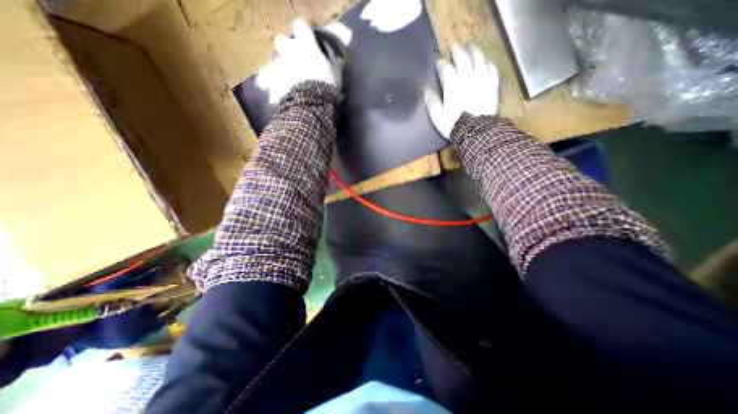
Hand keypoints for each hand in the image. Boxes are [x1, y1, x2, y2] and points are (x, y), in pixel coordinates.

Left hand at [258, 17, 342, 103]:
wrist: (311, 103)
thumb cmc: (325, 84)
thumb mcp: (336, 74)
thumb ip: (336, 64)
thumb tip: (339, 60)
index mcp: (305, 45)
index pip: (301, 26)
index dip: (305, 32)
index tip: (310, 39)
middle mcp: (289, 51)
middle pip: (281, 40)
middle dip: (286, 47)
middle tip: (296, 58)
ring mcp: (280, 67)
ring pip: (275, 61)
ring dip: (282, 67)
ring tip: (290, 78)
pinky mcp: (275, 83)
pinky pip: (274, 81)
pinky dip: (279, 85)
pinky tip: (287, 91)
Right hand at [421, 42, 501, 138]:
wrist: (475, 133)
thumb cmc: (453, 125)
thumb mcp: (437, 116)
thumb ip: (431, 101)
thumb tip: (425, 88)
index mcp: (453, 86)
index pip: (446, 69)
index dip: (441, 64)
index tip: (438, 62)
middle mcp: (468, 79)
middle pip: (463, 59)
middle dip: (458, 51)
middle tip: (454, 46)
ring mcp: (482, 81)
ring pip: (479, 60)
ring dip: (474, 52)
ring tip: (471, 47)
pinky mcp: (492, 87)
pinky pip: (491, 70)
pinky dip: (488, 64)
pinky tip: (486, 62)